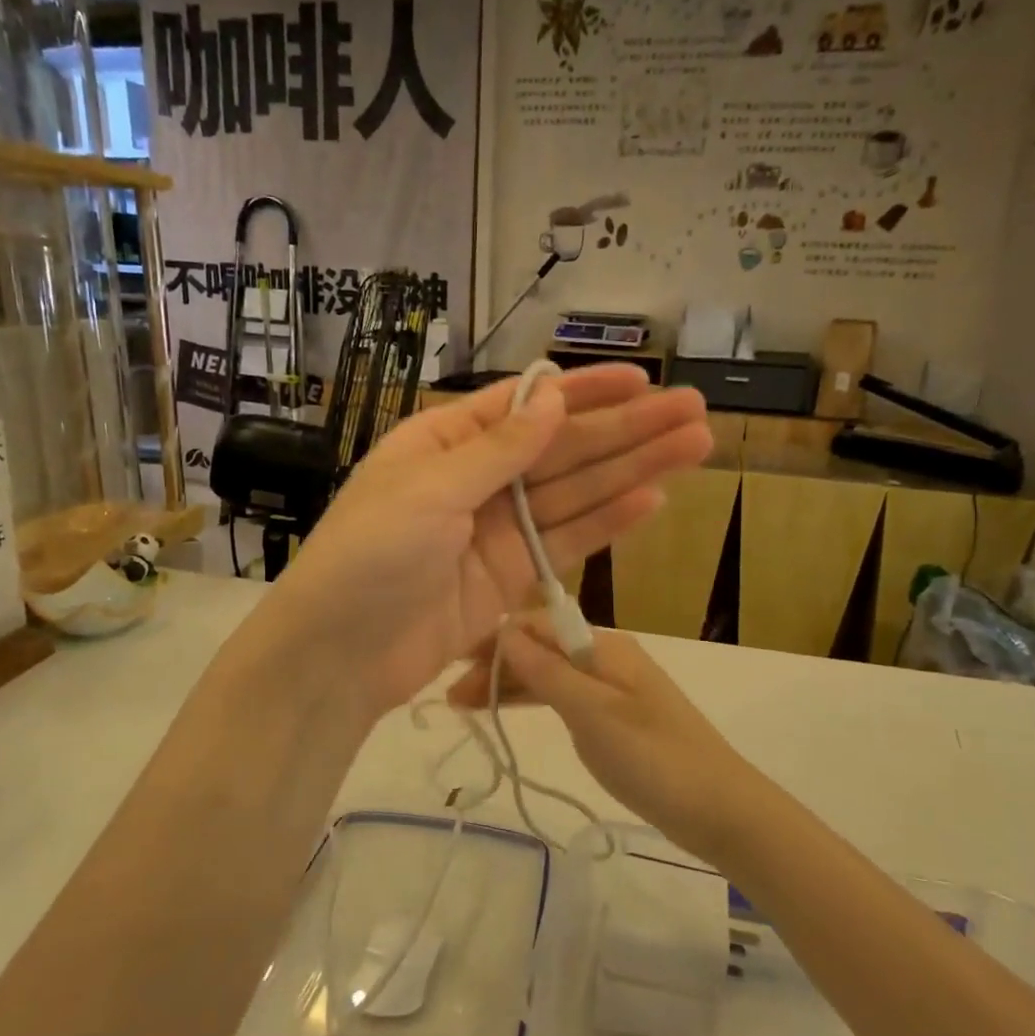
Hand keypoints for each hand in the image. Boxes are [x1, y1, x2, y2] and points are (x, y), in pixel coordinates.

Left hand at [262, 364, 710, 721]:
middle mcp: (476, 479)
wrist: (340, 655)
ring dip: (633, 471)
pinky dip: (608, 522)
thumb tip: (553, 396)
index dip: (584, 392)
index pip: (525, 406)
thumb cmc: (370, 554)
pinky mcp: (512, 578)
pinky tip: (652, 499)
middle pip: (562, 449)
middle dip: (627, 431)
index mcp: (445, 442)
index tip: (641, 380)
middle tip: (693, 412)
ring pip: (575, 493)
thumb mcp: (429, 488)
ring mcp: (497, 531)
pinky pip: (566, 542)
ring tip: (694, 448)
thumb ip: (498, 448)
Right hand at [448, 617, 769, 867]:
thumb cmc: (653, 757)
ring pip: (548, 674)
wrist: (719, 808)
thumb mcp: (593, 713)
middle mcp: (605, 657)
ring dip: (509, 685)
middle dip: (496, 664)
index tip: (452, 662)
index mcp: (603, 646)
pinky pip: (563, 698)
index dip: (493, 639)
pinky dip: (532, 702)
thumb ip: (547, 672)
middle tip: (450, 697)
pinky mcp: (612, 718)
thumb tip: (504, 631)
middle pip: (540, 649)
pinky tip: (507, 711)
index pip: (537, 624)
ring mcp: (610, 688)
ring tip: (463, 707)